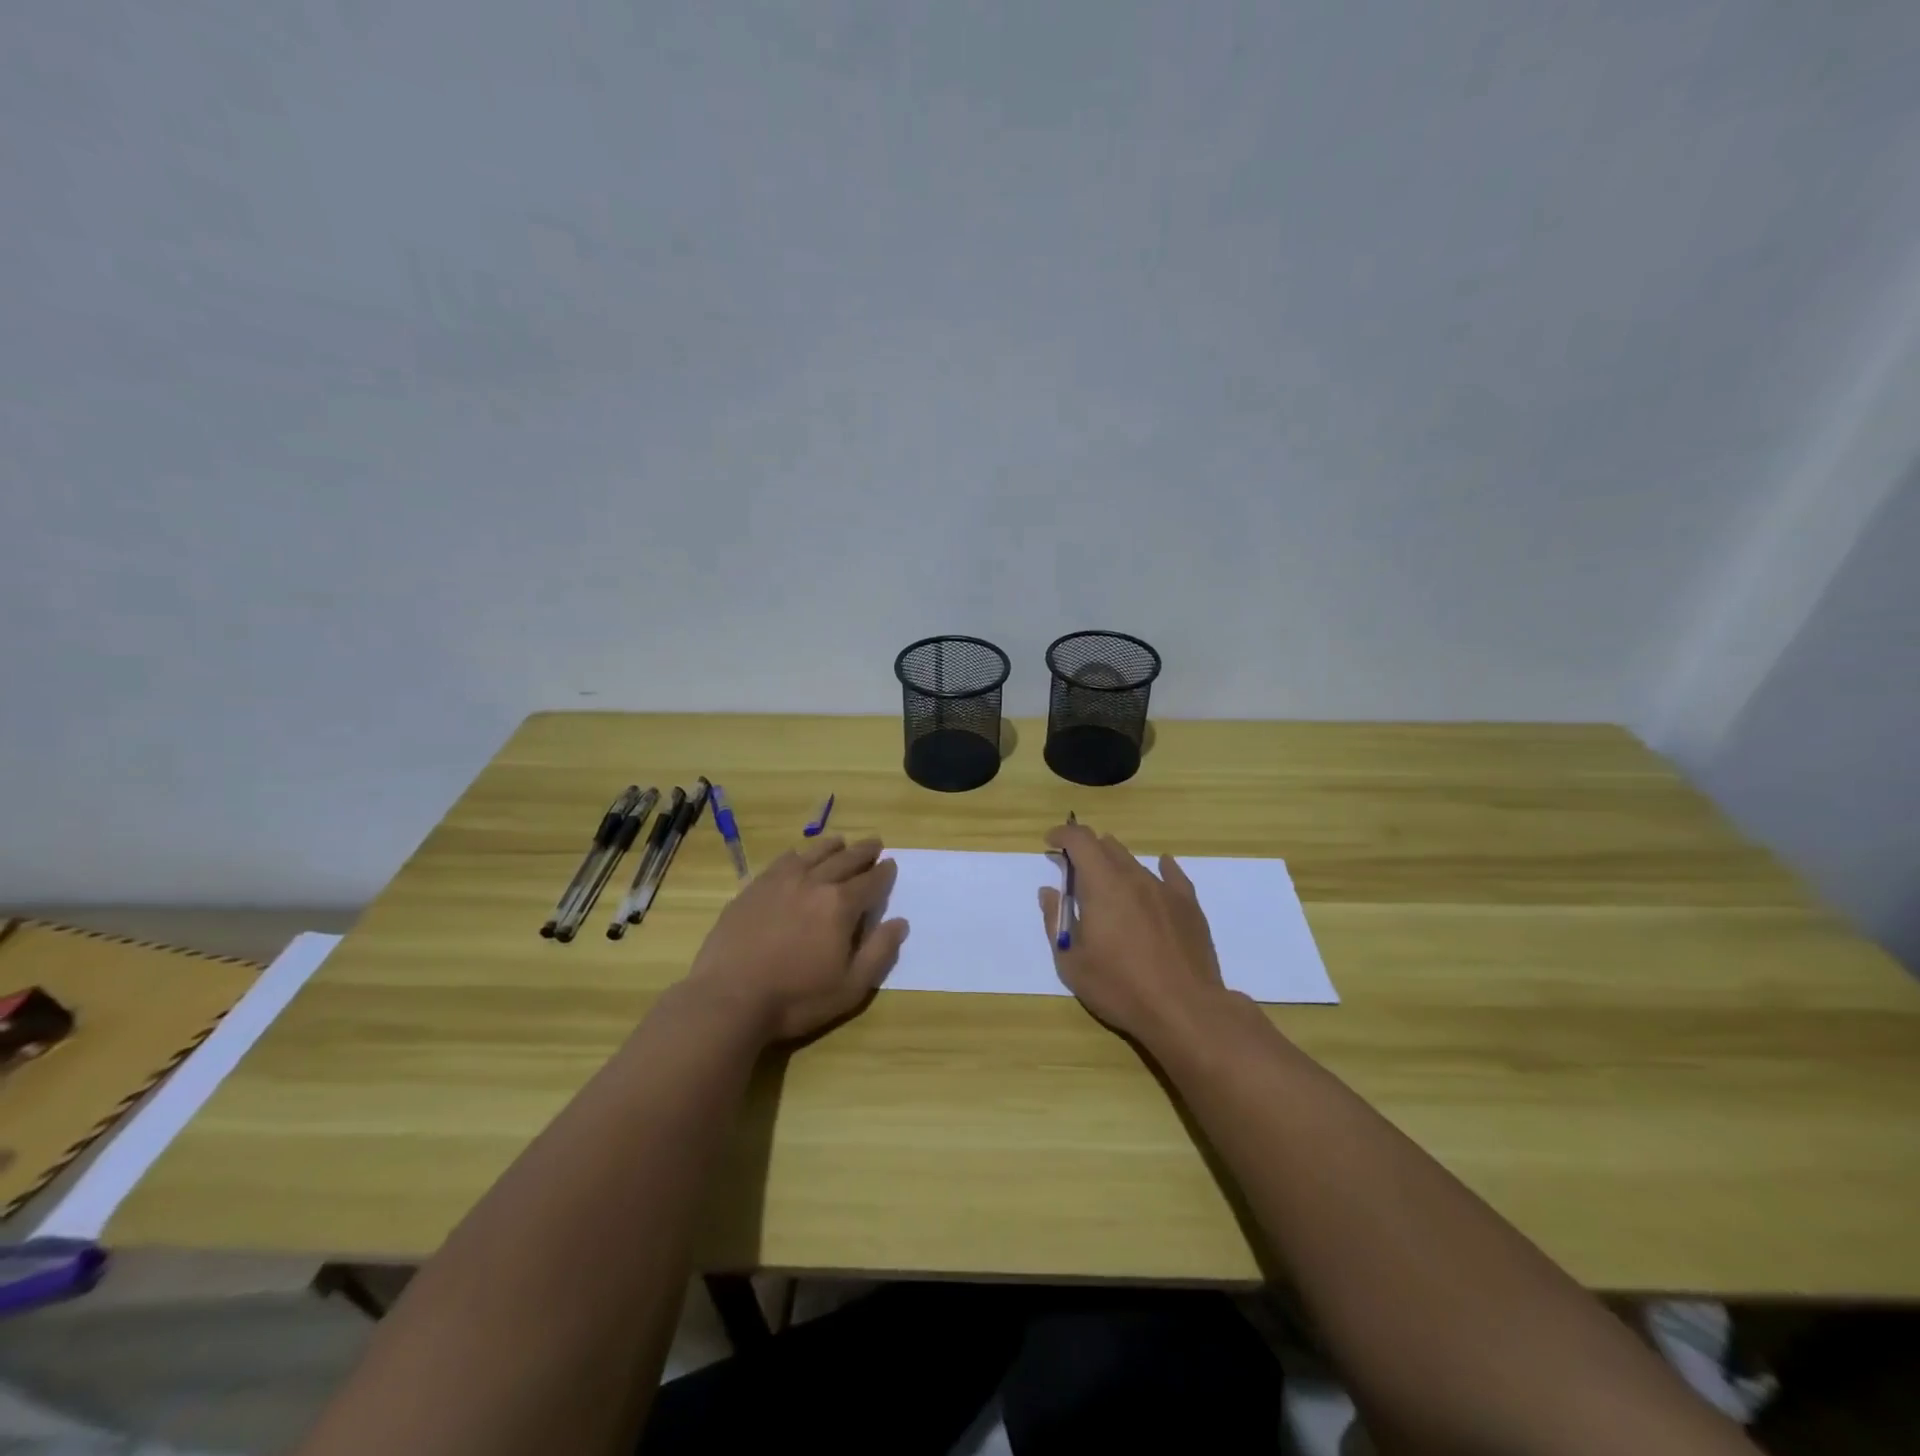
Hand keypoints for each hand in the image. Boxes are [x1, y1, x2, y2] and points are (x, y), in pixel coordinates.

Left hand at [685, 836, 908, 1044]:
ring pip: (813, 854)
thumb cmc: (796, 998)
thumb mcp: (850, 987)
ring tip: (841, 842)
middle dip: (863, 852)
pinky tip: (797, 857)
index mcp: (840, 905)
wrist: (729, 999)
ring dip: (832, 847)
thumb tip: (900, 922)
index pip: (871, 881)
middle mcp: (813, 883)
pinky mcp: (753, 888)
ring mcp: (780, 882)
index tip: (891, 865)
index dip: (884, 873)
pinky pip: (781, 862)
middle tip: (875, 844)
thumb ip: (879, 952)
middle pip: (845, 860)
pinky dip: (797, 855)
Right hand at [1038, 821, 1231, 1047]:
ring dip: (1116, 867)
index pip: (1080, 840)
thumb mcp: (1071, 962)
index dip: (1062, 835)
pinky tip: (1161, 868)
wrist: (1185, 1010)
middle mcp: (1134, 877)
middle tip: (1075, 874)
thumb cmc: (1120, 987)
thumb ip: (1055, 921)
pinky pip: (1172, 875)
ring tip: (1110, 889)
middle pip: (1107, 847)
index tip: (1051, 844)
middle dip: (1086, 852)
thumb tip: (1049, 892)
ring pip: (1134, 862)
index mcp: (1102, 884)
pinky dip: (1159, 868)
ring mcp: (1165, 889)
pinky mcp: (1189, 906)